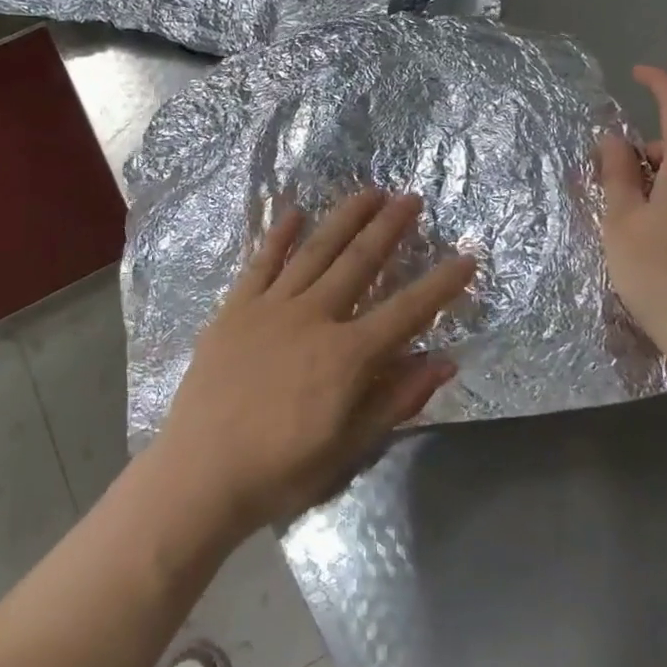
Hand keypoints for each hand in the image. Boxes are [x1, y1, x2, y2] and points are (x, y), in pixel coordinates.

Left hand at [156, 190, 474, 535]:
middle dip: (389, 228)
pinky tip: (295, 211)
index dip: (441, 284)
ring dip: (344, 218)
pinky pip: (262, 262)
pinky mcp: (236, 307)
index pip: (406, 310)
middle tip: (411, 198)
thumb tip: (444, 361)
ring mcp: (271, 306)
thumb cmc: (280, 470)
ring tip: (368, 192)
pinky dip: (280, 235)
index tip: (467, 256)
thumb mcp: (349, 448)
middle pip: (360, 262)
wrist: (199, 475)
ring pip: (315, 250)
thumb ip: (396, 399)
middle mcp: (313, 317)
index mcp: (346, 355)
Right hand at [598, 65, 666, 375]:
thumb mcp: (622, 221)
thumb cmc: (659, 273)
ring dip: (662, 175)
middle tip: (612, 181)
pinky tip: (660, 232)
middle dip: (647, 149)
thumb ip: (616, 172)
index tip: (636, 74)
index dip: (659, 82)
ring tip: (631, 214)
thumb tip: (613, 138)